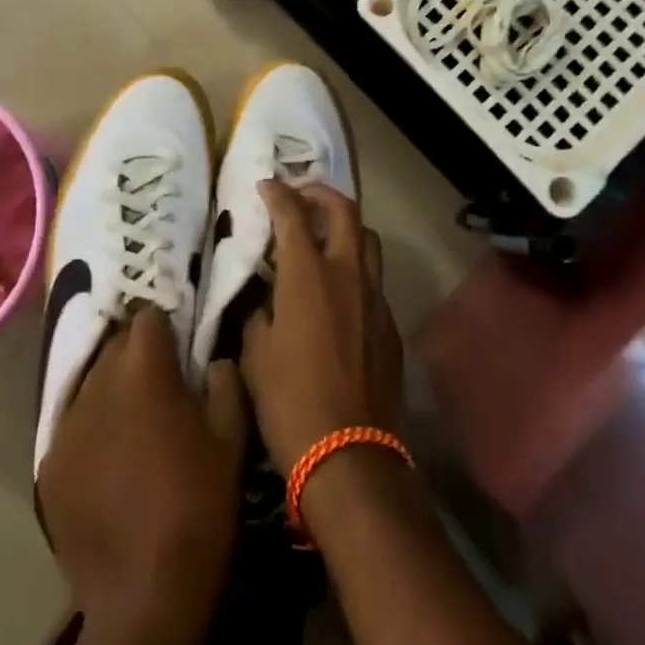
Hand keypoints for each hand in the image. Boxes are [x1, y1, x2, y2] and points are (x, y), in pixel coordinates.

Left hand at [38, 307, 246, 644]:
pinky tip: (108, 464)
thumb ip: (224, 381)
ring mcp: (67, 424)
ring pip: (91, 383)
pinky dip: (91, 431)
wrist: (143, 597)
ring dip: (112, 391)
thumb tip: (212, 360)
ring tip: (131, 425)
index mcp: (144, 368)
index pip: (148, 316)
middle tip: (159, 386)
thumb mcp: (232, 437)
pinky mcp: (48, 464)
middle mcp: (98, 382)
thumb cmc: (197, 505)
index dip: (166, 328)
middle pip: (116, 344)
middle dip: (137, 356)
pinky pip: (73, 426)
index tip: (179, 350)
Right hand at [239, 180, 404, 473]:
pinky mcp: (390, 324)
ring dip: (345, 226)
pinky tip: (339, 292)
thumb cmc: (291, 405)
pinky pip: (374, 279)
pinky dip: (355, 268)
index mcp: (308, 275)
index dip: (277, 194)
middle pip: (344, 210)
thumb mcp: (255, 357)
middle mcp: (347, 273)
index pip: (292, 214)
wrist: (351, 459)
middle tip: (300, 197)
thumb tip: (264, 300)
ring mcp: (375, 297)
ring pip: (367, 239)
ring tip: (323, 236)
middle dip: (320, 193)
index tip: (266, 186)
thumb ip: (259, 315)